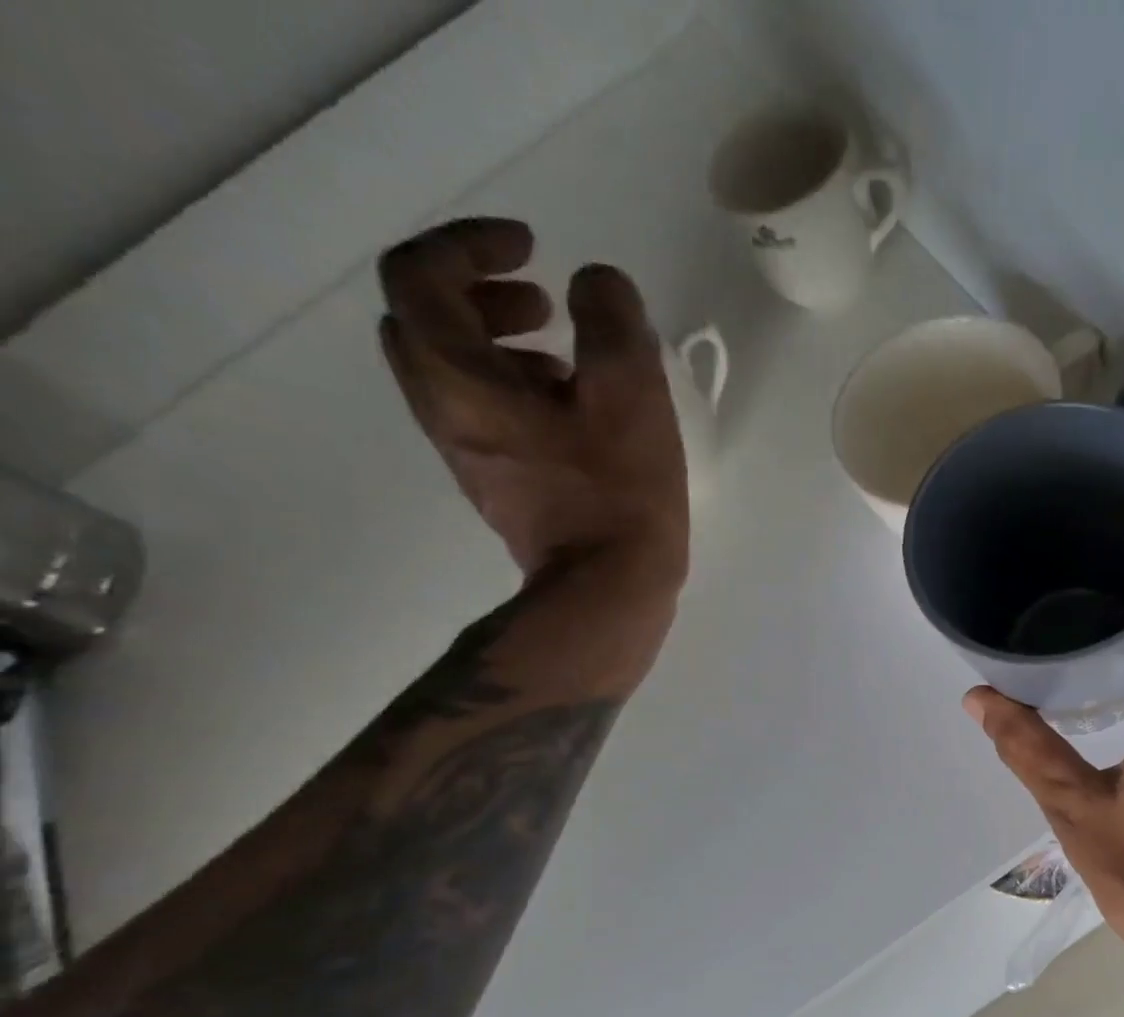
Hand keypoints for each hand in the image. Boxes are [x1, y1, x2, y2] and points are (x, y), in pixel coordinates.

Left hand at [377, 218, 687, 589]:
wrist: (607, 591)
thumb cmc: (617, 495)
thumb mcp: (630, 395)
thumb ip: (612, 320)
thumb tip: (597, 286)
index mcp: (457, 379)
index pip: (418, 274)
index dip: (470, 243)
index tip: (533, 251)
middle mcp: (443, 410)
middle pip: (423, 319)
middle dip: (477, 292)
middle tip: (542, 301)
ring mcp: (467, 452)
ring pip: (453, 368)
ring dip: (499, 341)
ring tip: (566, 357)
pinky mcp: (498, 482)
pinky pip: (483, 410)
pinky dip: (515, 387)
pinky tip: (574, 409)